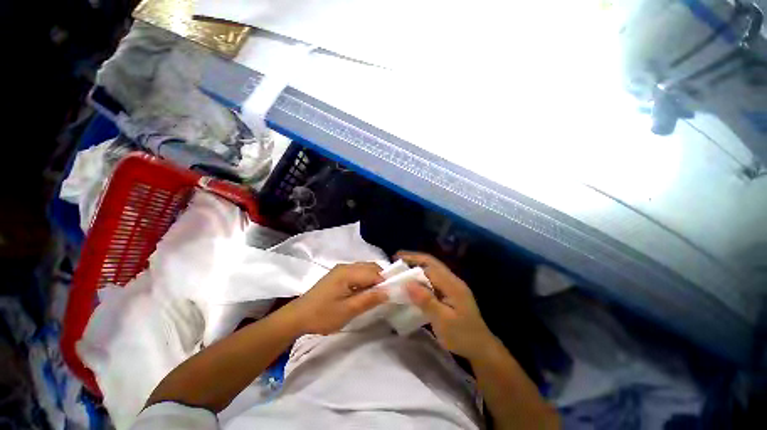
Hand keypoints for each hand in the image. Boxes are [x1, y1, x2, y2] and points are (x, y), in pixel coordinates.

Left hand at [287, 262, 387, 334]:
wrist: (297, 316)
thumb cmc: (322, 315)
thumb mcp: (347, 311)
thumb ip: (369, 299)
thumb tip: (388, 291)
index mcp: (347, 272)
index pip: (374, 272)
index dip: (385, 281)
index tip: (392, 293)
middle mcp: (346, 266)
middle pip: (370, 267)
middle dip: (381, 279)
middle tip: (385, 295)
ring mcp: (341, 269)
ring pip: (364, 269)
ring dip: (373, 279)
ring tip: (376, 295)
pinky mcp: (338, 275)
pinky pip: (357, 273)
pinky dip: (365, 280)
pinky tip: (364, 292)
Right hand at [397, 251, 495, 359]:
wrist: (481, 348)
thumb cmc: (462, 335)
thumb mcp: (442, 320)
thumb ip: (426, 300)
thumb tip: (408, 283)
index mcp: (452, 284)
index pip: (430, 266)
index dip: (413, 260)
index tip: (396, 259)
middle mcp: (453, 281)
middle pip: (432, 263)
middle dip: (414, 258)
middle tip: (397, 258)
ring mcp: (452, 286)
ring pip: (432, 270)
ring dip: (417, 266)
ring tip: (402, 267)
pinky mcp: (450, 293)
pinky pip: (433, 279)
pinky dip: (421, 276)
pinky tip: (414, 281)